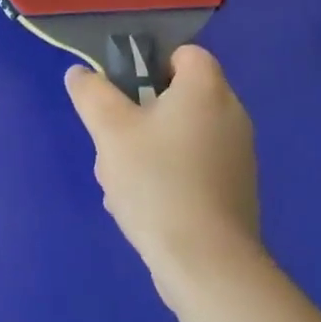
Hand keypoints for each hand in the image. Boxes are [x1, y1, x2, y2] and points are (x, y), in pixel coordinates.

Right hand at [66, 45, 261, 297]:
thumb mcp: (109, 129)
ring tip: (123, 184)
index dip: (151, 66)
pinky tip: (145, 208)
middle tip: (115, 142)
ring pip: (180, 136)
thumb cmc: (158, 182)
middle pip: (176, 97)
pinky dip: (169, 178)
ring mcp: (238, 157)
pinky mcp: (237, 193)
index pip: (183, 54)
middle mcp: (231, 114)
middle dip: (140, 116)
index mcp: (206, 88)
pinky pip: (194, 168)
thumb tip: (81, 74)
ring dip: (148, 151)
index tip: (125, 94)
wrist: (208, 267)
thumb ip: (91, 93)